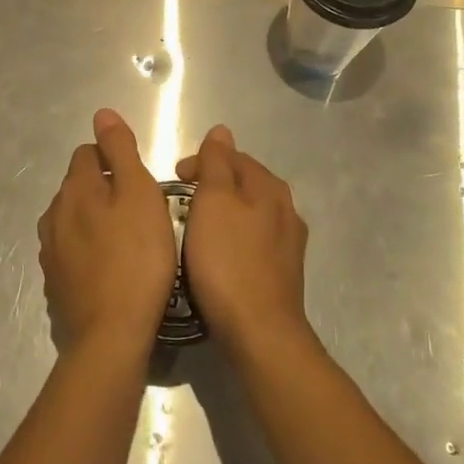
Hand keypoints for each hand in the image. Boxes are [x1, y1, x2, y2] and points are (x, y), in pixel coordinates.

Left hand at [37, 109, 177, 353]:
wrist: (111, 335)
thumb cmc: (137, 258)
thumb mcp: (139, 194)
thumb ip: (121, 150)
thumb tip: (102, 113)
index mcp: (75, 188)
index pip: (88, 153)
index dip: (115, 160)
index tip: (140, 182)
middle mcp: (54, 214)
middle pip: (79, 186)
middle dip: (105, 189)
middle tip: (141, 212)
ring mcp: (50, 251)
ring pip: (74, 219)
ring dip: (96, 220)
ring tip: (128, 241)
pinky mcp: (55, 282)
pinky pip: (72, 251)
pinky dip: (89, 250)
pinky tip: (111, 268)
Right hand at [175, 125, 309, 355]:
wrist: (260, 332)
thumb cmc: (228, 262)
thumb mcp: (213, 202)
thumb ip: (217, 163)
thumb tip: (221, 131)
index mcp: (269, 187)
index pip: (233, 156)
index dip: (202, 160)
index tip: (174, 177)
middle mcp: (286, 209)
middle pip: (244, 183)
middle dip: (213, 185)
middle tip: (180, 202)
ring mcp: (288, 243)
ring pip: (250, 214)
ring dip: (224, 214)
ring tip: (196, 228)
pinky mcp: (283, 273)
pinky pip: (253, 242)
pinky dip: (233, 240)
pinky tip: (219, 256)